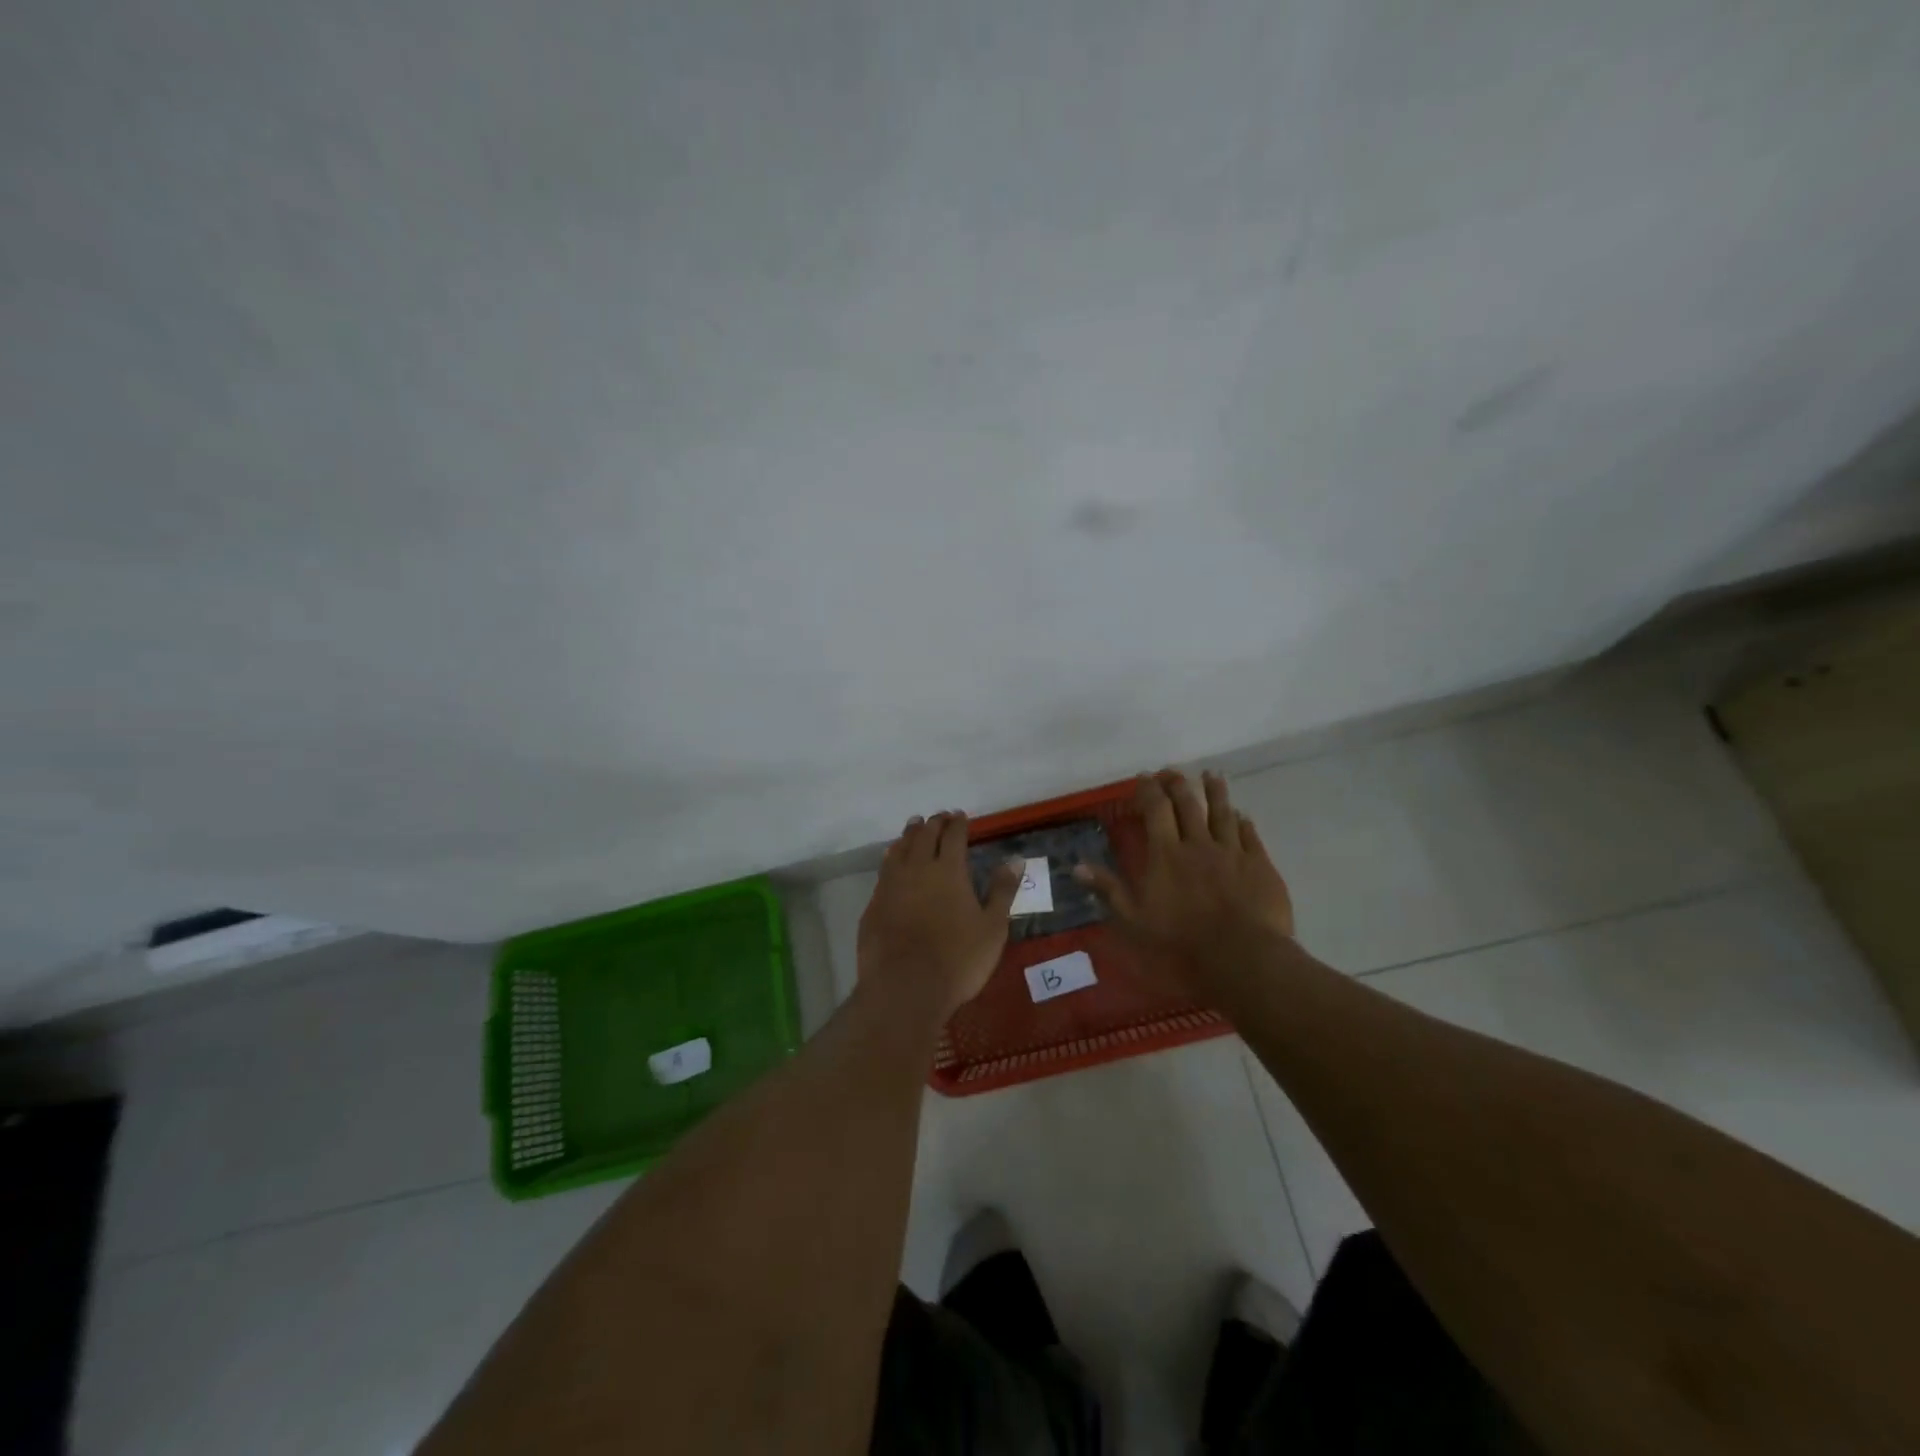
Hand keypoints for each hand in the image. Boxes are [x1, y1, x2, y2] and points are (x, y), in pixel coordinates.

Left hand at [858, 812, 1021, 1022]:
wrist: (905, 988)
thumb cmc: (958, 959)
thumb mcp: (992, 927)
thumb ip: (1002, 891)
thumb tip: (1015, 860)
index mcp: (949, 870)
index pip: (953, 836)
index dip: (958, 824)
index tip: (960, 816)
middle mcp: (918, 869)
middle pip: (924, 836)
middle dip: (933, 824)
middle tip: (939, 817)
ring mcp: (891, 885)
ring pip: (900, 849)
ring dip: (909, 835)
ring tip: (914, 827)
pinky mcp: (874, 904)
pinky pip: (884, 870)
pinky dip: (892, 857)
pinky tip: (892, 860)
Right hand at [1076, 770, 1294, 994]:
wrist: (1241, 953)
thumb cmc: (1182, 939)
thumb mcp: (1134, 918)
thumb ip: (1108, 889)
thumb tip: (1076, 867)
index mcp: (1166, 854)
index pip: (1155, 810)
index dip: (1148, 790)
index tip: (1143, 778)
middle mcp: (1198, 844)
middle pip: (1188, 804)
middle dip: (1177, 784)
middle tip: (1171, 771)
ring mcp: (1231, 852)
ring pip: (1222, 813)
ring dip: (1215, 792)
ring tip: (1211, 775)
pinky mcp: (1259, 864)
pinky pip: (1250, 836)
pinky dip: (1244, 822)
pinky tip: (1243, 815)